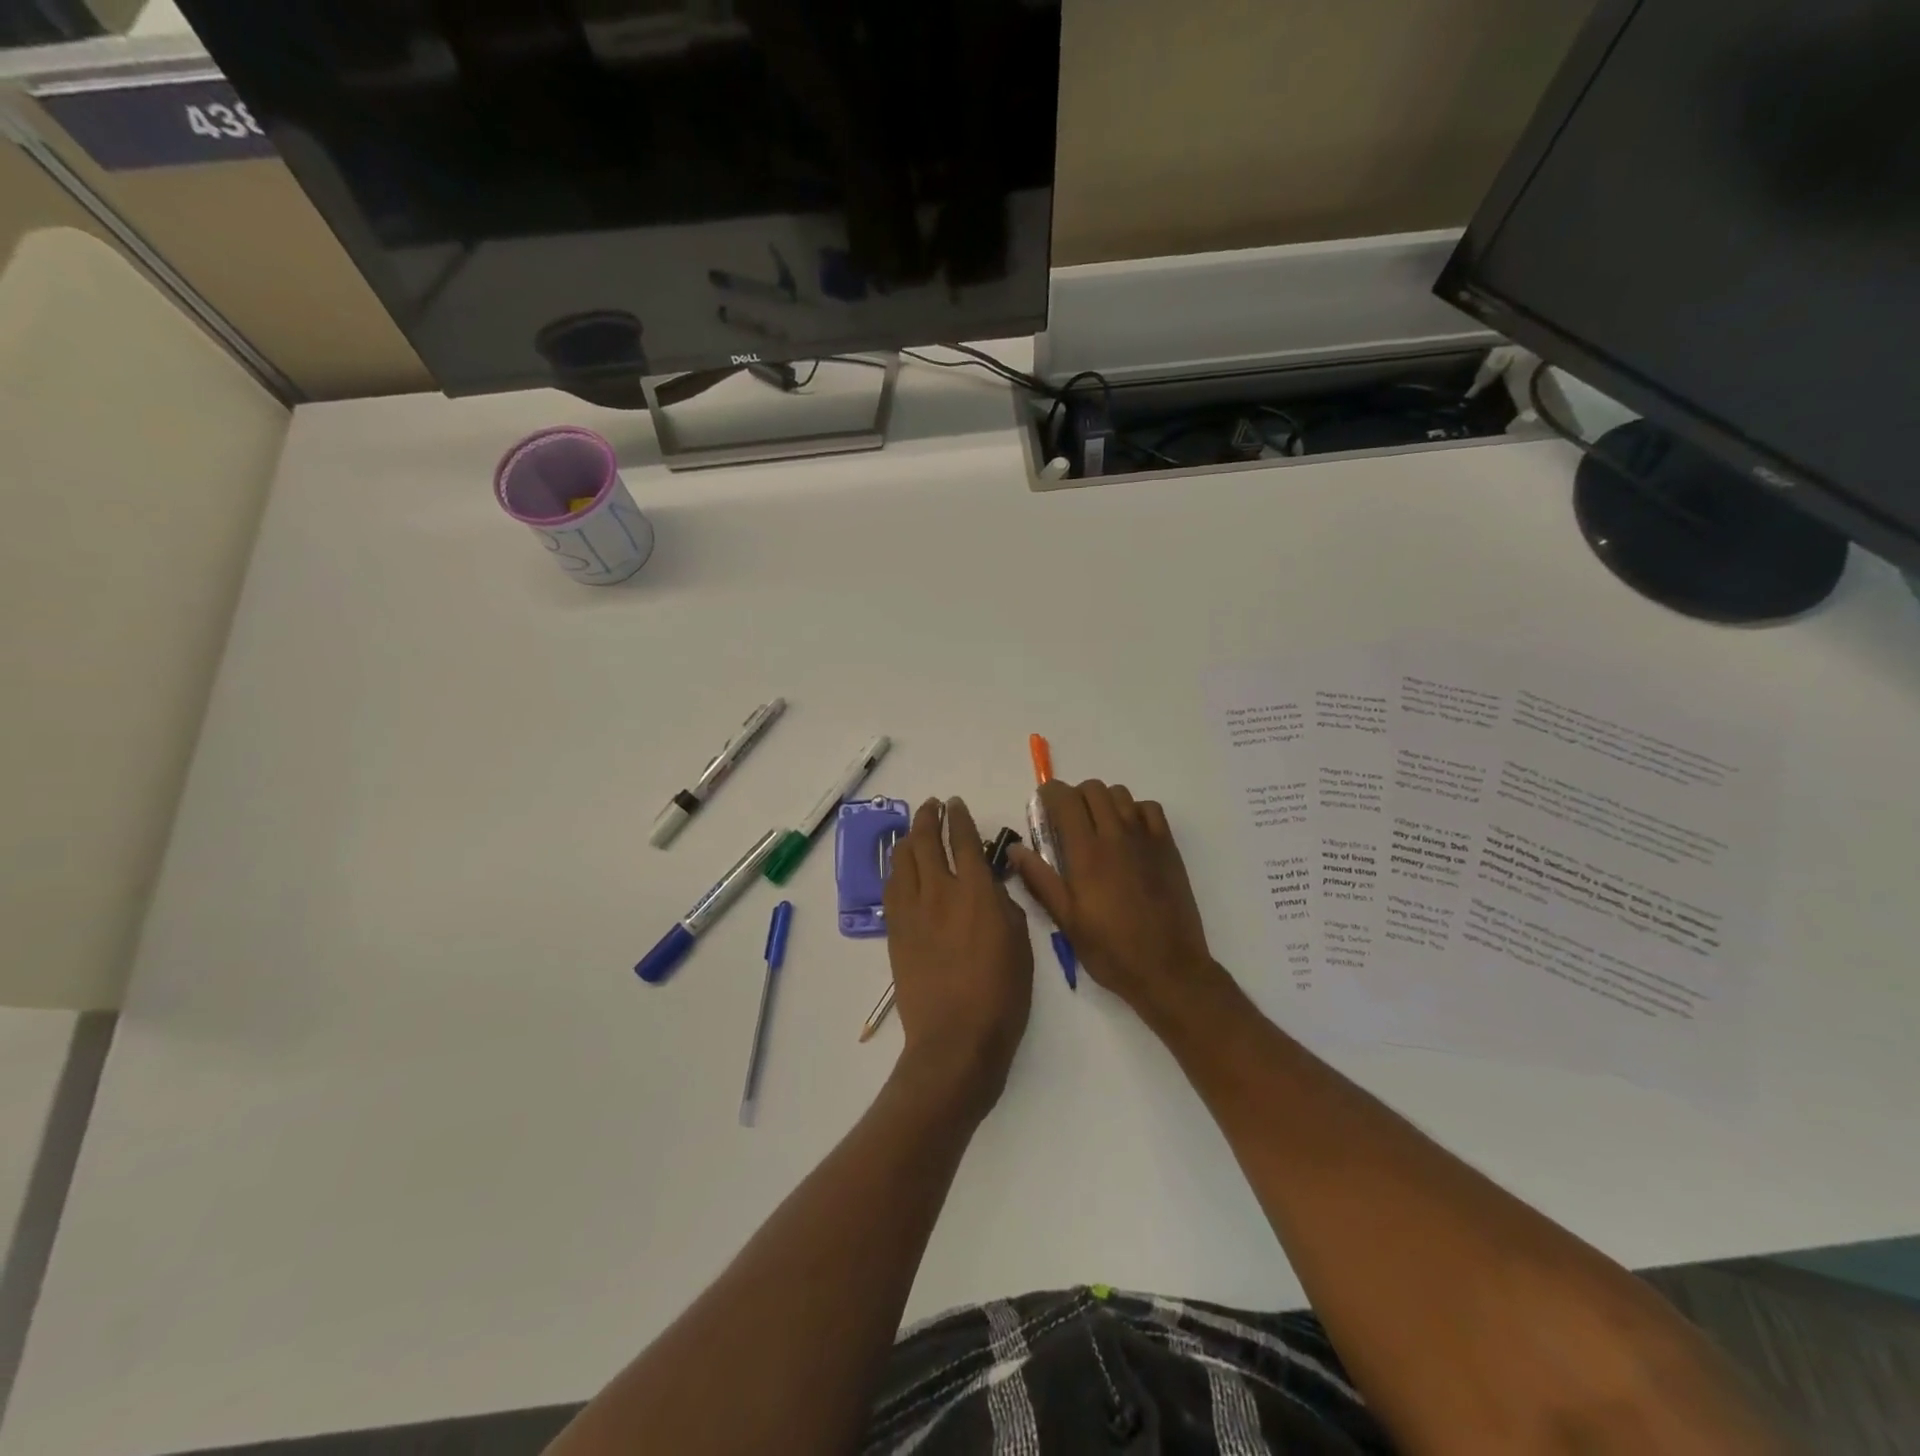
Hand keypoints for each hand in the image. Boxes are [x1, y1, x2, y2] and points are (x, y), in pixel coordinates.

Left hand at [883, 797, 1032, 1116]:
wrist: (955, 1038)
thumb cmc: (1000, 995)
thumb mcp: (1021, 944)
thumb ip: (1005, 905)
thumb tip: (991, 886)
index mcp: (976, 891)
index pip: (963, 840)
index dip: (959, 818)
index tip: (956, 805)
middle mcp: (939, 891)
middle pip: (925, 841)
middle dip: (928, 818)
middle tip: (932, 806)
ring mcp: (912, 910)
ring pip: (902, 860)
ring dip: (908, 838)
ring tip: (913, 830)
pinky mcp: (895, 930)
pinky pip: (891, 887)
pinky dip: (896, 868)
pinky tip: (900, 867)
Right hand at [1010, 780, 1218, 1019]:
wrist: (1168, 968)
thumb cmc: (1111, 949)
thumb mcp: (1066, 921)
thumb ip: (1040, 879)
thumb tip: (1014, 849)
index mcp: (1086, 853)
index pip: (1065, 799)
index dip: (1049, 794)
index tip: (1042, 805)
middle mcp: (1115, 835)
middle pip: (1092, 789)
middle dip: (1074, 796)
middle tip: (1067, 821)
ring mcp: (1145, 838)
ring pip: (1120, 794)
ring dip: (1103, 801)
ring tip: (1097, 826)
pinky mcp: (1168, 847)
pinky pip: (1149, 809)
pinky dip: (1134, 810)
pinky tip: (1128, 833)